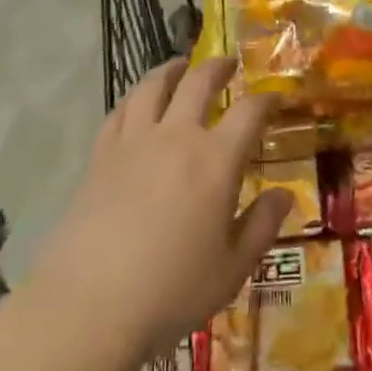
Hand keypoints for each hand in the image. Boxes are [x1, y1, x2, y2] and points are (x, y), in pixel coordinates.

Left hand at [26, 58, 290, 366]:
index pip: (250, 112)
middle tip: (229, 63)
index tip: (276, 98)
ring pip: (154, 86)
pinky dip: (135, 98)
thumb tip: (284, 194)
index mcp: (216, 161)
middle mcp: (176, 138)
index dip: (267, 99)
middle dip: (218, 67)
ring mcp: (134, 143)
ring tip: (181, 67)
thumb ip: (262, 226)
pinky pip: (120, 111)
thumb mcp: (232, 269)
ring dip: (172, 69)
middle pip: (199, 82)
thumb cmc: (170, 292)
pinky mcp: (100, 156)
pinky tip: (138, 103)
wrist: (87, 307)